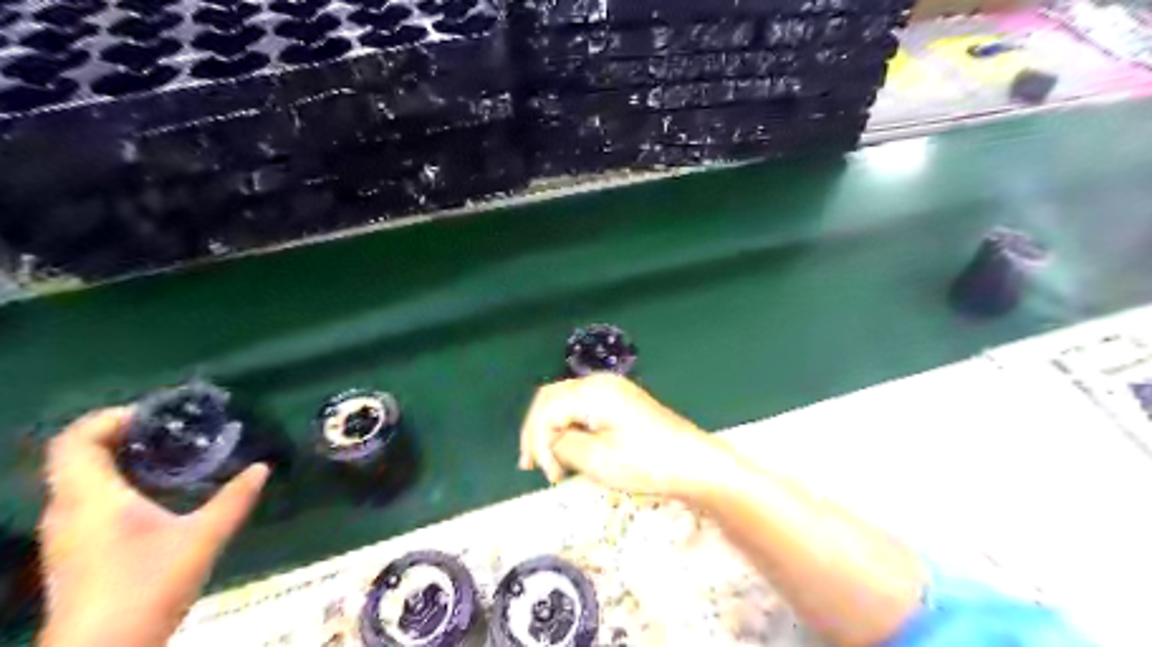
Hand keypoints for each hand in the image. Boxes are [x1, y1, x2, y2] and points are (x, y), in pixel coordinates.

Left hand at [37, 409, 270, 646]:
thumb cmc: (150, 585)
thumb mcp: (203, 537)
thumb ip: (234, 499)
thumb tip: (262, 468)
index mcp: (92, 498)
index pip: (76, 440)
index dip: (109, 417)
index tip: (155, 416)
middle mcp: (68, 509)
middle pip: (75, 455)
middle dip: (120, 435)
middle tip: (169, 431)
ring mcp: (65, 532)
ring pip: (79, 478)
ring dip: (116, 459)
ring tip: (167, 456)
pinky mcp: (72, 550)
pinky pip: (85, 499)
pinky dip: (114, 483)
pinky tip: (153, 494)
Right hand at [520, 374, 731, 500]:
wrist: (693, 462)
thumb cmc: (646, 461)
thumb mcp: (597, 459)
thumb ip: (563, 446)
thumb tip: (550, 442)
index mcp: (592, 391)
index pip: (546, 409)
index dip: (537, 440)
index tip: (543, 473)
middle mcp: (599, 383)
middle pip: (552, 400)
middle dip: (538, 432)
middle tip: (531, 466)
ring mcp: (612, 390)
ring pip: (566, 404)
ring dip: (552, 431)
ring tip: (548, 463)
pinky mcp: (620, 402)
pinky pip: (583, 409)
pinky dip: (571, 429)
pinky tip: (569, 449)